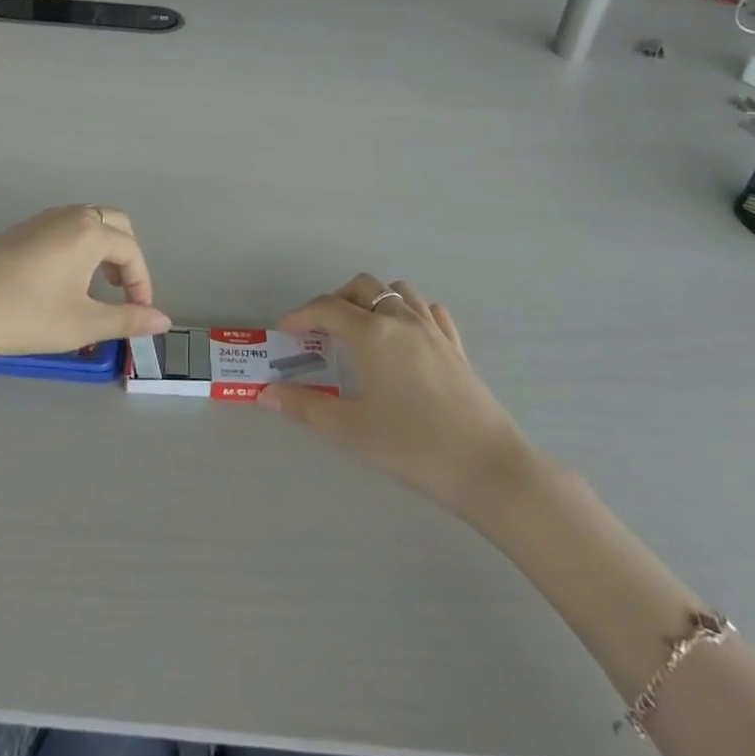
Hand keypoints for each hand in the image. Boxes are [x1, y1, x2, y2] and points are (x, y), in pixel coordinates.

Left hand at [0, 205, 166, 365]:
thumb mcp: (81, 324)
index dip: (142, 284)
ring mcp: (42, 220)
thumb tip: (164, 320)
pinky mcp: (21, 230)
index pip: (131, 252)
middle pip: (114, 225)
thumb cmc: (22, 315)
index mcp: (89, 232)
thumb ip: (126, 320)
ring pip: (88, 224)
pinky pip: (65, 229)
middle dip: (127, 258)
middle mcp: (69, 216)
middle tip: (122, 293)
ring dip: (103, 251)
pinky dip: (79, 248)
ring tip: (96, 290)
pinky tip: (63, 282)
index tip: (139, 316)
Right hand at [259, 275, 534, 519]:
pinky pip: (430, 311)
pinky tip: (405, 337)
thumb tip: (266, 393)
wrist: (489, 468)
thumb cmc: (413, 447)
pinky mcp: (457, 346)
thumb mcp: (351, 430)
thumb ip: (304, 407)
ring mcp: (434, 330)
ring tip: (361, 330)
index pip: (326, 308)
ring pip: (398, 291)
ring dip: (373, 300)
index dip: (300, 316)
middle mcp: (402, 320)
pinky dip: (410, 312)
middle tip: (321, 333)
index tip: (285, 333)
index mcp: (372, 334)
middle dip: (335, 300)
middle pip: (362, 287)